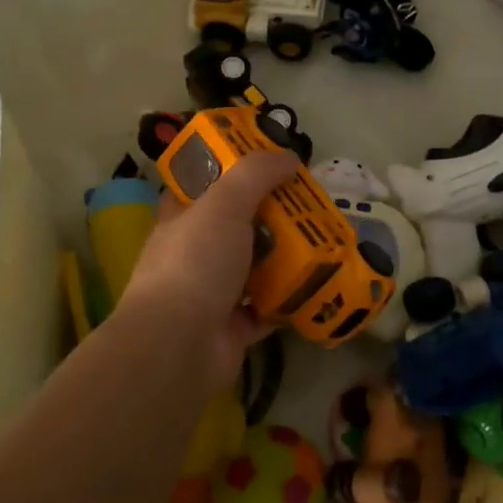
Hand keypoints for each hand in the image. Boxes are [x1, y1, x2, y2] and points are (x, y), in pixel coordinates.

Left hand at [117, 150, 299, 392]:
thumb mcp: (224, 204)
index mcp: (182, 218)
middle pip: (238, 225)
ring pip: (255, 267)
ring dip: (285, 258)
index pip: (204, 184)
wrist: (178, 346)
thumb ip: (255, 174)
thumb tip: (288, 156)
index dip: (233, 170)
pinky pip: (267, 308)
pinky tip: (318, 286)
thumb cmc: (195, 263)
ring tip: (324, 241)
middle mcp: (194, 252)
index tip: (270, 162)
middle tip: (312, 203)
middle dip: (273, 215)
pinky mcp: (232, 327)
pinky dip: (289, 300)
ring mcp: (212, 292)